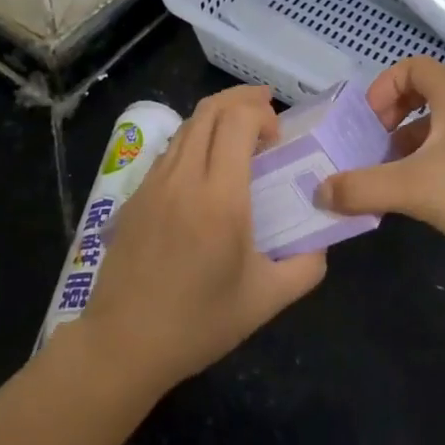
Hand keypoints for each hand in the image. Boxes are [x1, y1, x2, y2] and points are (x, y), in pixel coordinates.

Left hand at [77, 85, 326, 395]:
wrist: (123, 345)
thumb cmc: (198, 324)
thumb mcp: (266, 301)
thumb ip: (305, 267)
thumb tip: (321, 242)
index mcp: (220, 198)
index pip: (237, 121)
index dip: (261, 113)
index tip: (278, 136)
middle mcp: (184, 178)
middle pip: (210, 110)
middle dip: (242, 99)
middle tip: (266, 110)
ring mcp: (154, 183)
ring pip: (187, 126)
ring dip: (217, 117)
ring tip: (240, 132)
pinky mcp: (135, 195)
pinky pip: (170, 150)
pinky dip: (195, 139)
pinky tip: (207, 165)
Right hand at [316, 56, 444, 279]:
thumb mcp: (417, 189)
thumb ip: (363, 187)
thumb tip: (318, 191)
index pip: (411, 66)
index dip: (382, 88)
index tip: (366, 123)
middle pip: (421, 95)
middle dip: (389, 120)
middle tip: (370, 150)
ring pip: (436, 127)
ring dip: (406, 146)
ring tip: (387, 179)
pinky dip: (428, 165)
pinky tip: (419, 199)